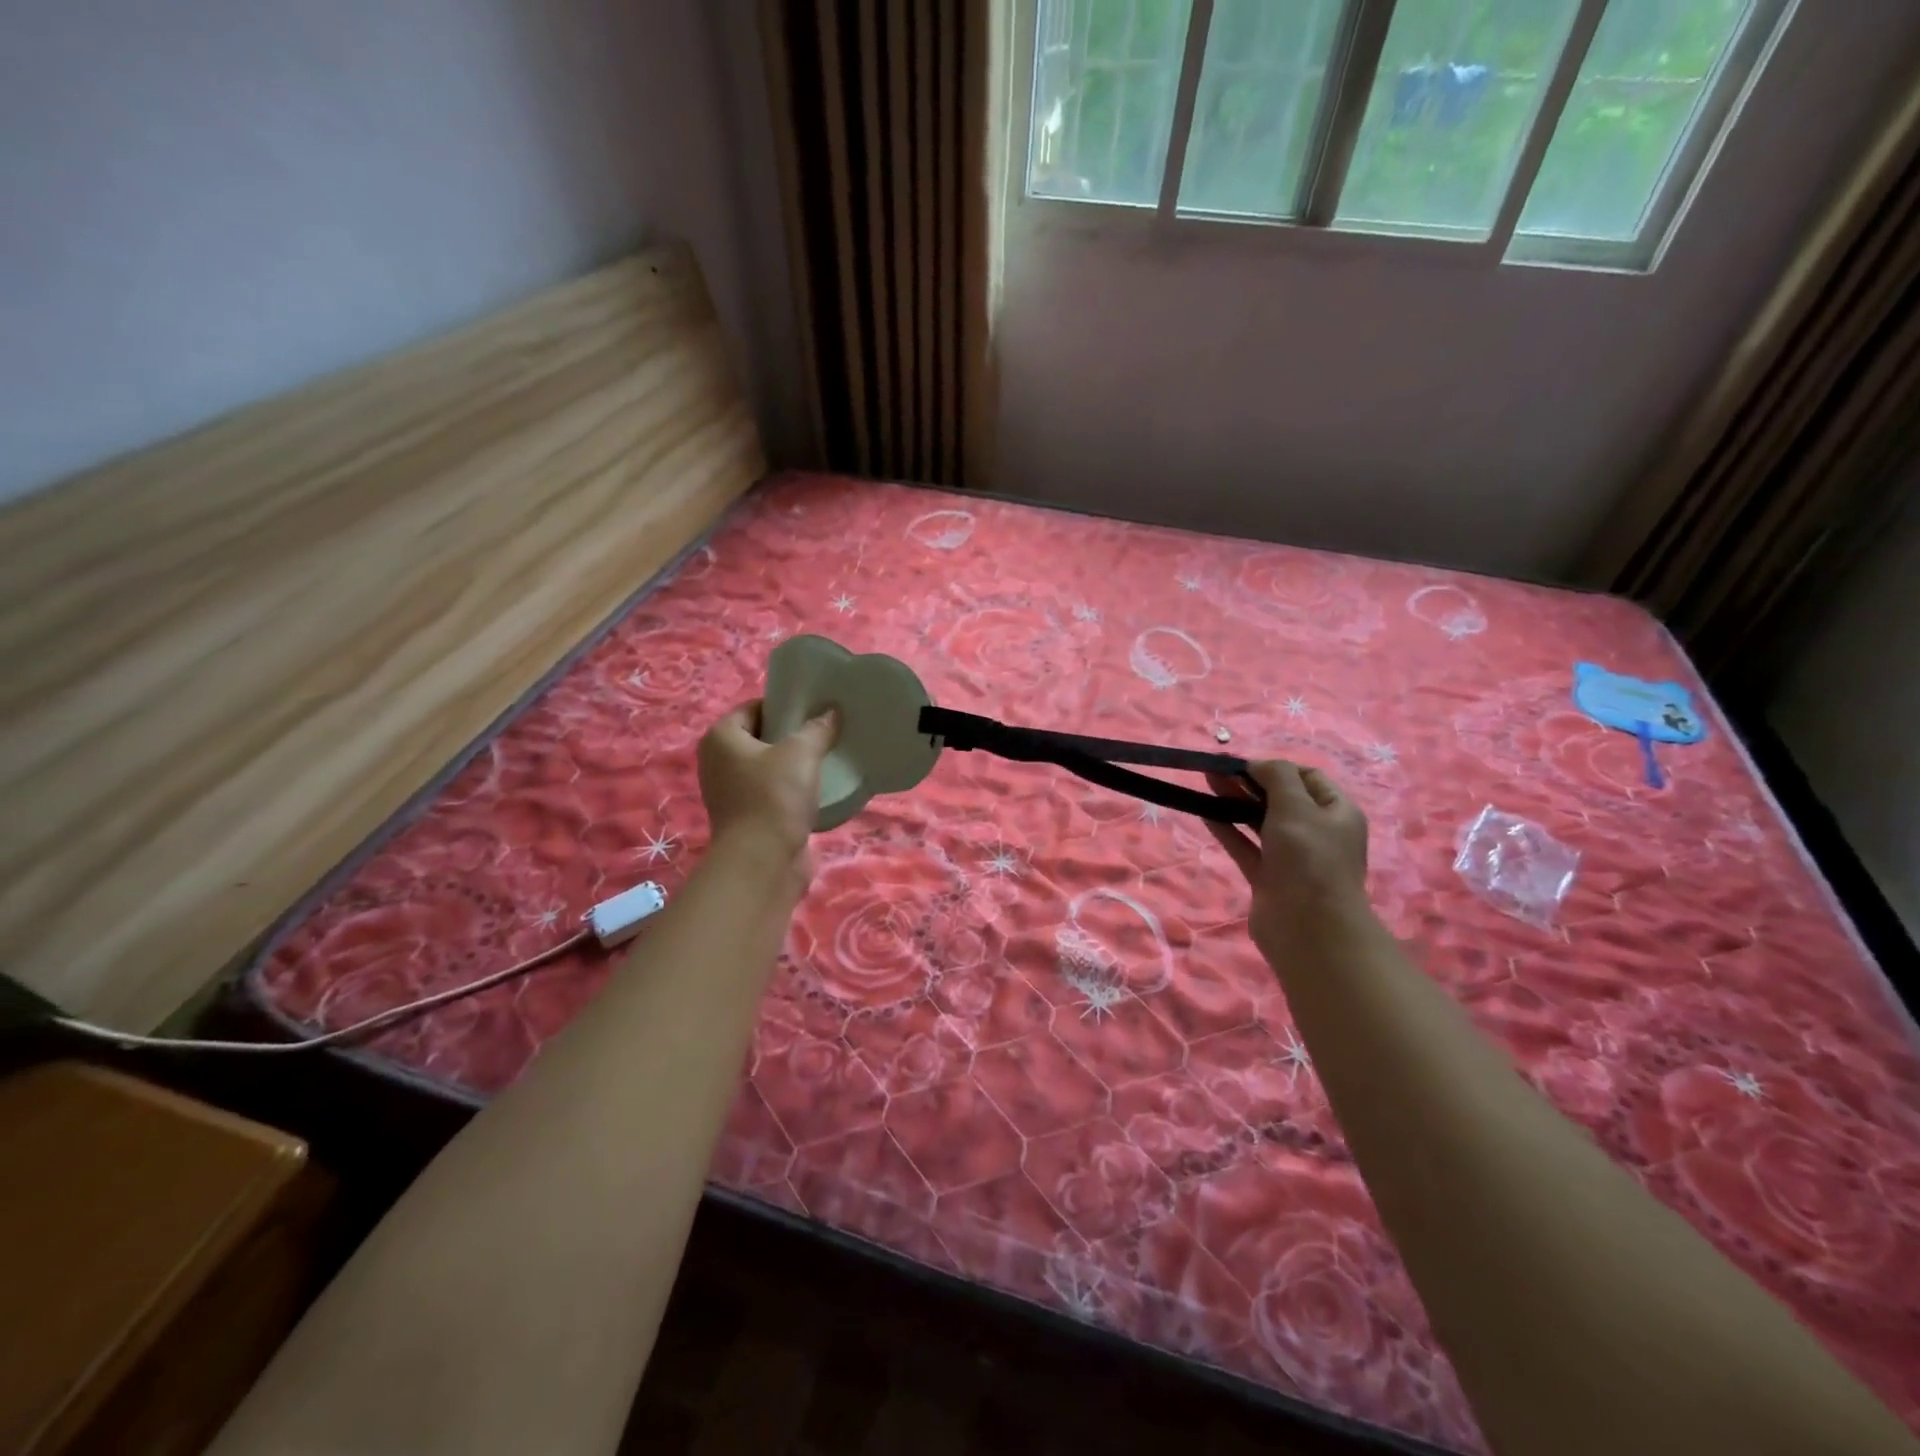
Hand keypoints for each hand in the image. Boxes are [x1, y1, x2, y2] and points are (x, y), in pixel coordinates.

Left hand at [697, 701, 838, 874]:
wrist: (763, 862)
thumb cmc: (774, 796)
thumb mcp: (801, 753)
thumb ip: (818, 728)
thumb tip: (831, 711)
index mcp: (721, 738)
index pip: (754, 707)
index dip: (784, 705)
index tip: (816, 709)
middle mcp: (719, 762)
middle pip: (762, 737)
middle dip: (792, 735)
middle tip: (826, 730)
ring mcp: (731, 792)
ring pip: (769, 767)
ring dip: (794, 765)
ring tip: (827, 757)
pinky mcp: (748, 817)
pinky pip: (774, 793)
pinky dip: (793, 790)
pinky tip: (819, 788)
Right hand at [1206, 761, 1371, 954]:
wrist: (1308, 928)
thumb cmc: (1309, 859)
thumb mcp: (1297, 807)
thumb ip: (1277, 777)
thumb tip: (1257, 764)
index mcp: (1337, 812)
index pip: (1307, 777)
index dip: (1276, 767)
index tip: (1243, 764)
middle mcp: (1317, 832)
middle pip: (1281, 798)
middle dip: (1250, 782)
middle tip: (1216, 770)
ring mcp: (1292, 857)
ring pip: (1260, 821)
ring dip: (1236, 801)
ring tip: (1206, 783)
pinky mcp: (1269, 877)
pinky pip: (1246, 846)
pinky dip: (1228, 829)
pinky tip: (1205, 813)